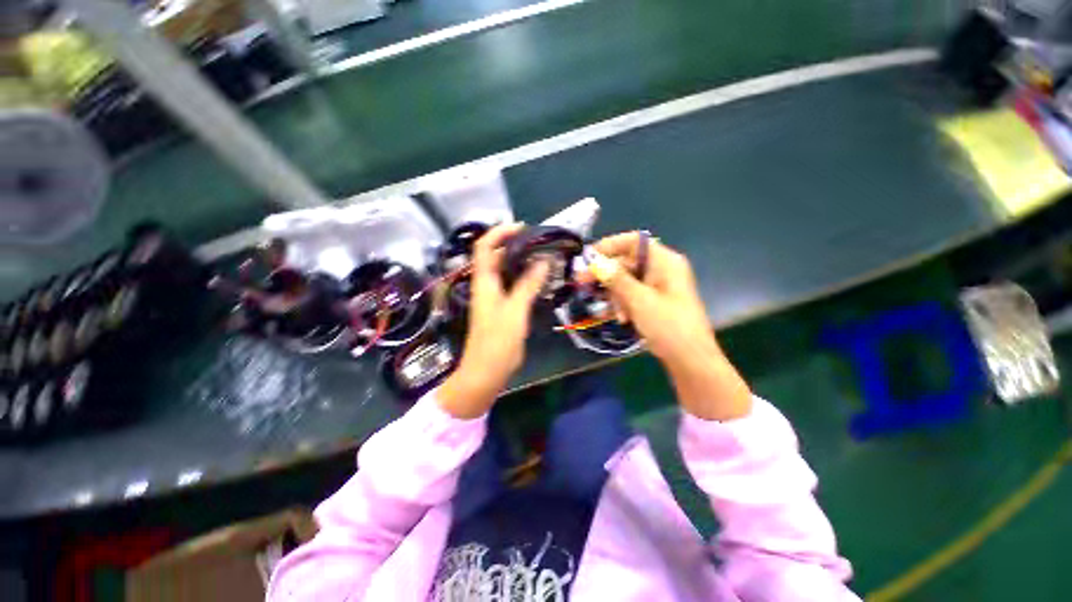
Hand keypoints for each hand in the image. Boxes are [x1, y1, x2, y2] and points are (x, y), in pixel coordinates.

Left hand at [439, 223, 548, 418]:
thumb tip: (544, 260)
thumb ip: (528, 284)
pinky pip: (512, 284)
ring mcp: (493, 297)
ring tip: (543, 256)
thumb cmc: (497, 342)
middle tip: (539, 242)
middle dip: (515, 244)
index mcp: (483, 282)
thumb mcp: (515, 311)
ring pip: (505, 270)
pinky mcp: (501, 307)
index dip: (500, 232)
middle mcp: (486, 285)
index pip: (485, 247)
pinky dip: (524, 277)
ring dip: (521, 261)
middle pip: (495, 256)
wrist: (485, 372)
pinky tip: (540, 278)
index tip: (522, 227)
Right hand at [592, 232, 751, 420]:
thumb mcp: (639, 301)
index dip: (609, 246)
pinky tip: (620, 319)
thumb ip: (616, 279)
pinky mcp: (655, 302)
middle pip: (627, 263)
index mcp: (665, 262)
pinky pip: (632, 295)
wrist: (691, 361)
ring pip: (626, 281)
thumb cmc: (669, 326)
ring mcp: (659, 287)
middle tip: (583, 284)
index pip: (633, 241)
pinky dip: (623, 305)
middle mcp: (662, 270)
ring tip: (614, 314)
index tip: (588, 258)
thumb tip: (596, 262)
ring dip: (615, 296)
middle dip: (606, 276)